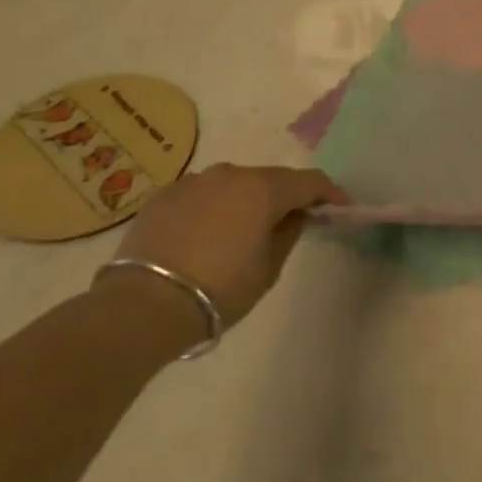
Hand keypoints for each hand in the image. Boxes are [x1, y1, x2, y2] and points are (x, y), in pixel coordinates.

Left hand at [109, 164, 346, 328]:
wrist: (141, 306)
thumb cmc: (219, 290)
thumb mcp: (268, 269)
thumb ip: (288, 233)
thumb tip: (295, 216)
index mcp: (264, 189)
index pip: (310, 181)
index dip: (330, 193)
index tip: (341, 208)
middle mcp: (231, 175)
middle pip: (271, 179)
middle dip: (286, 196)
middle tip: (293, 220)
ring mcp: (194, 182)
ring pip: (234, 184)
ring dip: (247, 200)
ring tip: (245, 228)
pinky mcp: (164, 196)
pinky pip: (202, 195)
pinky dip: (214, 207)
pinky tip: (207, 234)